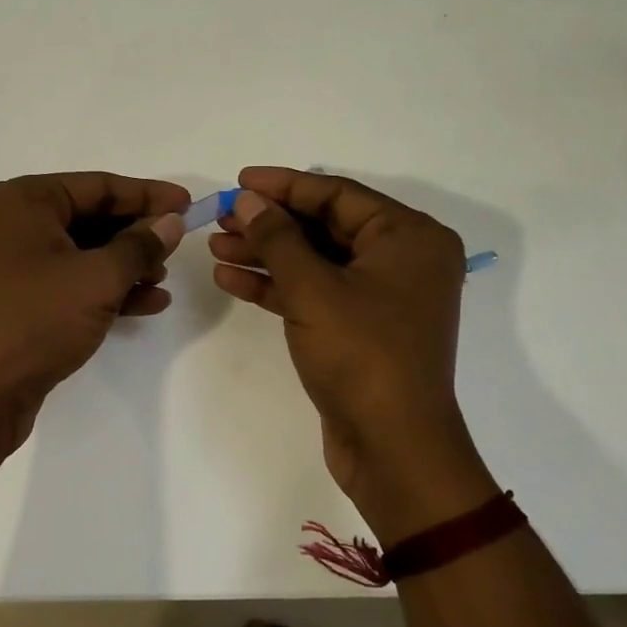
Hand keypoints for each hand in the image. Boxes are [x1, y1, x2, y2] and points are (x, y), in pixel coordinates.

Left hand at [0, 172, 188, 450]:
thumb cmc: (36, 319)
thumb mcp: (98, 278)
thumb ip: (140, 245)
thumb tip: (171, 221)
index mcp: (24, 200)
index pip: (98, 186)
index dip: (147, 194)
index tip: (189, 204)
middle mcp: (15, 223)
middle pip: (91, 217)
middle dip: (136, 234)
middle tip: (177, 246)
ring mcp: (15, 263)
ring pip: (84, 252)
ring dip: (126, 265)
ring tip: (162, 280)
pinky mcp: (21, 298)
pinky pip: (72, 281)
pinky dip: (107, 289)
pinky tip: (147, 304)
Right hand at [209, 167, 495, 540]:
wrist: (392, 446)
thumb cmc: (361, 354)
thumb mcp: (313, 288)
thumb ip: (277, 237)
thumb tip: (247, 200)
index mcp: (409, 238)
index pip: (338, 195)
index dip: (284, 185)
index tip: (239, 180)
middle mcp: (402, 260)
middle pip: (325, 227)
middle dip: (270, 223)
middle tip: (222, 217)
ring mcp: (381, 297)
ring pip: (316, 261)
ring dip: (267, 254)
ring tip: (216, 246)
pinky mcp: (361, 328)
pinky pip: (316, 292)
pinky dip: (277, 286)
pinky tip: (232, 278)